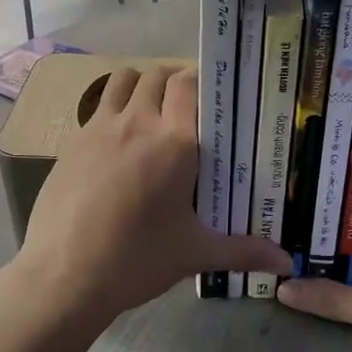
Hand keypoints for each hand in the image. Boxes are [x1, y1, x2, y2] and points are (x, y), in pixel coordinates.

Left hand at [12, 65, 290, 325]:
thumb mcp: (195, 254)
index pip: (188, 84)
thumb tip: (288, 263)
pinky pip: (97, 107)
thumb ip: (244, 251)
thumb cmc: (137, 260)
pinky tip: (117, 142)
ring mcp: (100, 128)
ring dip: (139, 84)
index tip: (213, 98)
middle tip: (187, 107)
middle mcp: (138, 123)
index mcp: (175, 142)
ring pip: (122, 80)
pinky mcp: (72, 142)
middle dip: (173, 81)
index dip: (201, 82)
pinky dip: (112, 108)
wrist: (63, 276)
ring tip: (150, 110)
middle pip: (156, 75)